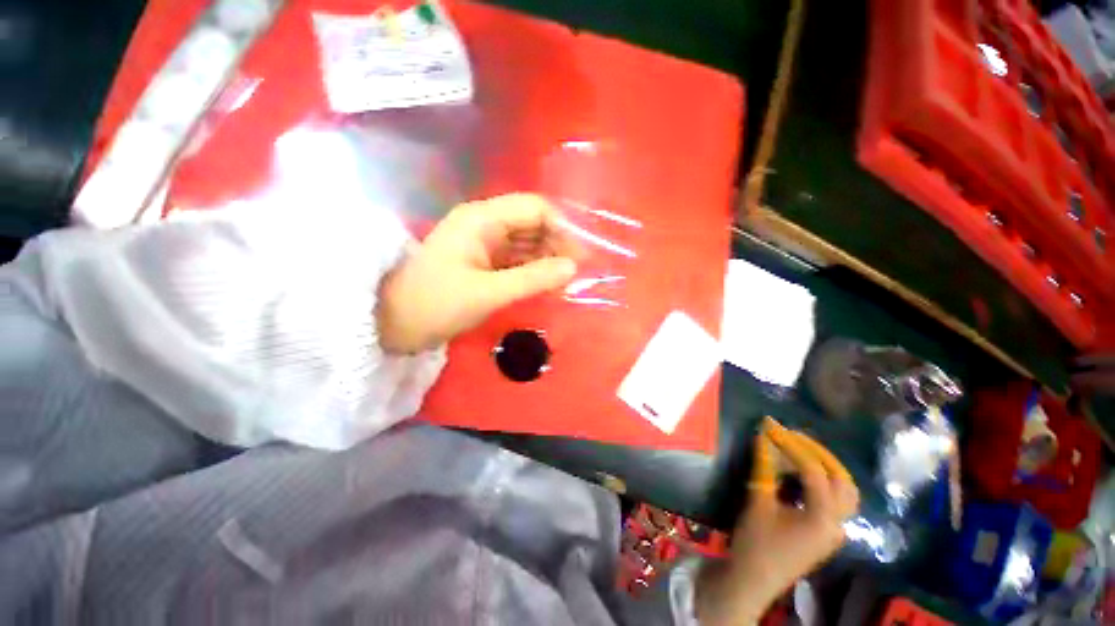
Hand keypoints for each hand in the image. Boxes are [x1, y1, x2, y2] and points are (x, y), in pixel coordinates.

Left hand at [377, 193, 581, 352]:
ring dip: (547, 258)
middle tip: (576, 273)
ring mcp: (483, 242)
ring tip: (565, 281)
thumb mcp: (488, 293)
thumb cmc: (436, 304)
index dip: (561, 227)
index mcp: (482, 219)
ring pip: (526, 242)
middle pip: (532, 223)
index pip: (534, 208)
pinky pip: (516, 258)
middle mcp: (484, 223)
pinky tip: (546, 283)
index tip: (580, 255)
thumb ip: (533, 278)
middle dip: (557, 244)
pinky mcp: (483, 261)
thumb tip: (573, 268)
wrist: (392, 323)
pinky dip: (533, 269)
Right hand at [695, 418, 858, 625]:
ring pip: (844, 491)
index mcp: (823, 517)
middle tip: (791, 435)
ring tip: (799, 449)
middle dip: (816, 452)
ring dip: (825, 466)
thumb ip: (764, 468)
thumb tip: (762, 437)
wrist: (753, 579)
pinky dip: (822, 481)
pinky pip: (834, 500)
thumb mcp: (758, 501)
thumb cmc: (756, 541)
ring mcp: (835, 530)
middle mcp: (838, 523)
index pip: (814, 470)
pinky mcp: (826, 533)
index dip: (791, 445)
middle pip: (841, 479)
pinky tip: (801, 474)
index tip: (770, 427)